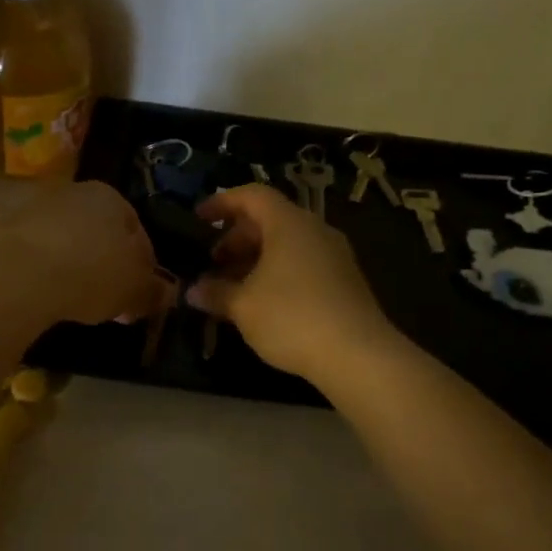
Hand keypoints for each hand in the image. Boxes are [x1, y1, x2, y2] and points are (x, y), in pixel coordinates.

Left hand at [0, 181, 163, 325]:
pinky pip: (33, 253)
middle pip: (98, 233)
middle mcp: (72, 191)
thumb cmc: (90, 274)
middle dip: (106, 265)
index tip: (139, 295)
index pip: (137, 231)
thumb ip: (154, 291)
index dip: (143, 267)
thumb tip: (166, 293)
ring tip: (73, 301)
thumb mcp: (135, 290)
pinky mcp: (1, 228)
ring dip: (72, 266)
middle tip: (109, 302)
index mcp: (110, 196)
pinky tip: (43, 295)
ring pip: (64, 241)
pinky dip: (41, 270)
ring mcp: (33, 206)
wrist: (17, 276)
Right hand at [188, 185, 396, 380]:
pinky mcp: (344, 281)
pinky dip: (277, 272)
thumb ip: (215, 293)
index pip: (252, 195)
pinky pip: (302, 263)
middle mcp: (314, 230)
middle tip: (213, 262)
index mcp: (288, 223)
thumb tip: (193, 291)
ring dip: (255, 259)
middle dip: (236, 238)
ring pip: (287, 244)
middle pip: (269, 220)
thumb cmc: (291, 317)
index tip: (199, 219)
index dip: (222, 202)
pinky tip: (263, 302)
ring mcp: (334, 255)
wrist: (358, 355)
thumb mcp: (243, 306)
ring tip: (233, 286)